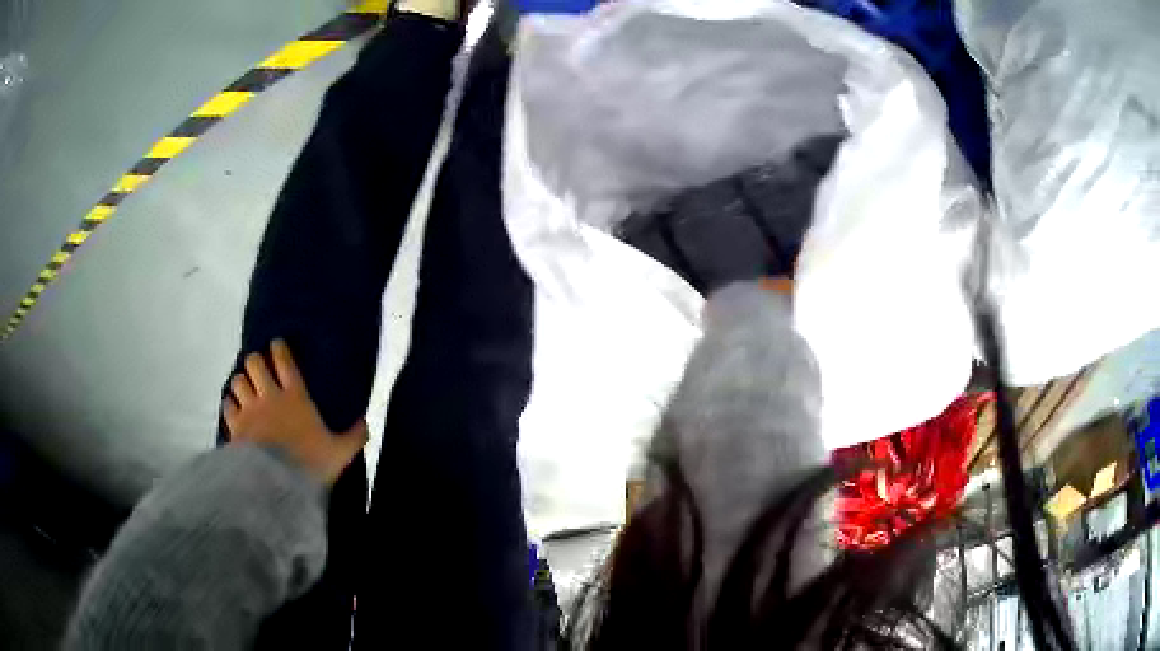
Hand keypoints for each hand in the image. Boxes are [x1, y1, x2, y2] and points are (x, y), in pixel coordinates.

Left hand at [223, 339, 367, 485]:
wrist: (278, 483)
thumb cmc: (311, 464)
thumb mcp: (340, 453)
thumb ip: (354, 436)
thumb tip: (365, 422)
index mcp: (295, 397)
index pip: (284, 361)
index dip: (279, 348)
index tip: (277, 345)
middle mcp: (269, 396)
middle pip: (254, 363)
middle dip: (255, 362)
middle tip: (258, 370)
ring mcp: (249, 410)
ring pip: (237, 381)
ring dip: (241, 383)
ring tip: (244, 389)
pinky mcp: (235, 425)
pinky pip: (227, 405)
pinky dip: (230, 405)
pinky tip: (233, 409)